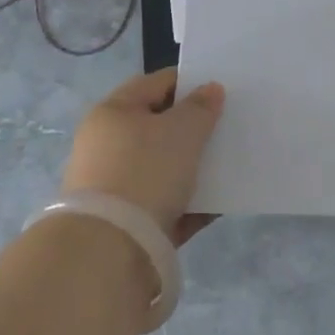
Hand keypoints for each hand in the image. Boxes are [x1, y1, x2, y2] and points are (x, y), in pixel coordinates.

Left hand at [63, 68, 224, 244]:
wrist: (109, 252)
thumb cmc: (144, 172)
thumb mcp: (181, 131)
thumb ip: (200, 108)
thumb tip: (210, 89)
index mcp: (113, 112)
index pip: (155, 84)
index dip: (188, 82)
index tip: (219, 91)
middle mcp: (107, 146)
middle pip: (158, 127)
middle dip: (192, 128)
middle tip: (226, 128)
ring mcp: (114, 187)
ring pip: (163, 169)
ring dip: (193, 168)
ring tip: (228, 166)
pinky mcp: (127, 225)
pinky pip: (165, 206)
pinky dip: (190, 204)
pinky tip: (218, 205)